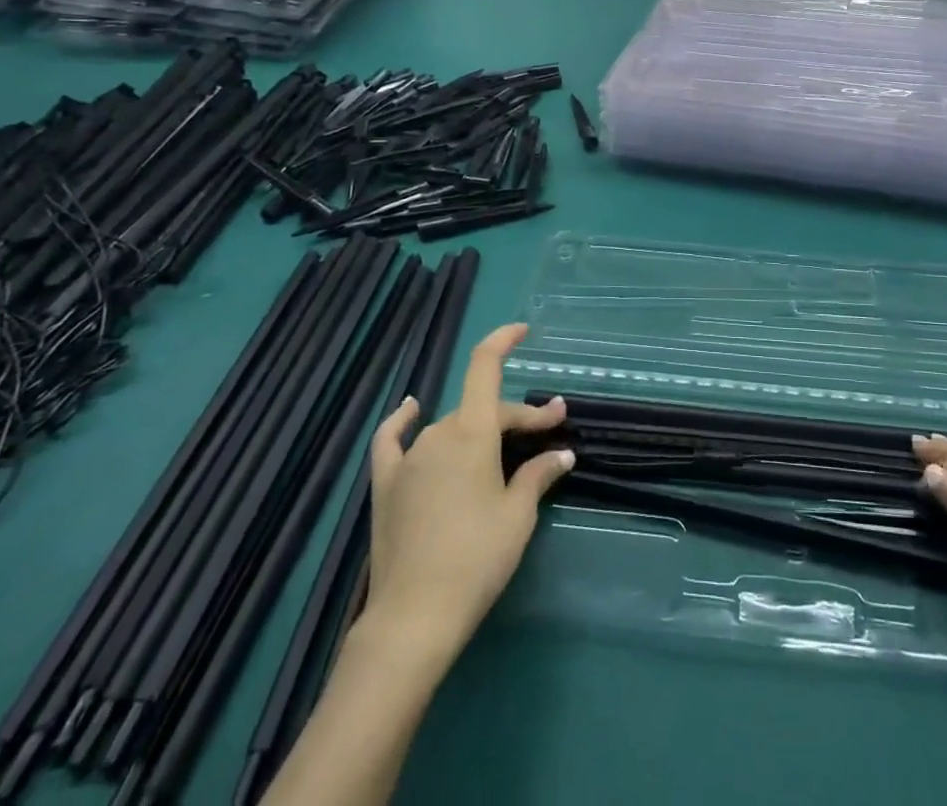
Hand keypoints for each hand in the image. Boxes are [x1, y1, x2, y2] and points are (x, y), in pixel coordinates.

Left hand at [358, 325, 572, 670]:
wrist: (413, 618)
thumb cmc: (476, 559)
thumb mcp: (518, 515)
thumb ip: (538, 475)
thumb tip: (561, 454)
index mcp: (472, 432)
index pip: (485, 367)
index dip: (502, 340)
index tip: (523, 330)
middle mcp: (437, 433)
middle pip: (482, 410)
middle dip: (518, 417)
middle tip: (550, 433)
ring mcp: (407, 458)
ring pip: (450, 428)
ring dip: (479, 430)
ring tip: (503, 448)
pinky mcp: (385, 484)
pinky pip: (392, 440)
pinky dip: (402, 420)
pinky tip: (409, 408)